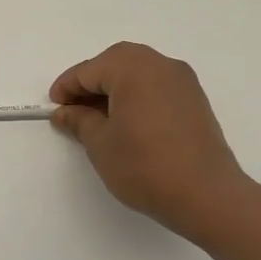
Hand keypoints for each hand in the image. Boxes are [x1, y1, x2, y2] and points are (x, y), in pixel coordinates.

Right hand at [50, 41, 251, 242]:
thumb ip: (80, 121)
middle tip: (74, 110)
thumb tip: (65, 112)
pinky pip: (156, 86)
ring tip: (98, 119)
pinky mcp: (195, 100)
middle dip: (91, 83)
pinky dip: (137, 96)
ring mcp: (182, 81)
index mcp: (133, 68)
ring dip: (115, 89)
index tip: (54, 108)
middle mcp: (160, 65)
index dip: (67, 88)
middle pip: (115, 63)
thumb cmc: (145, 166)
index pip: (89, 70)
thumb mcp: (100, 144)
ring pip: (138, 73)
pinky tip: (127, 123)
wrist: (206, 195)